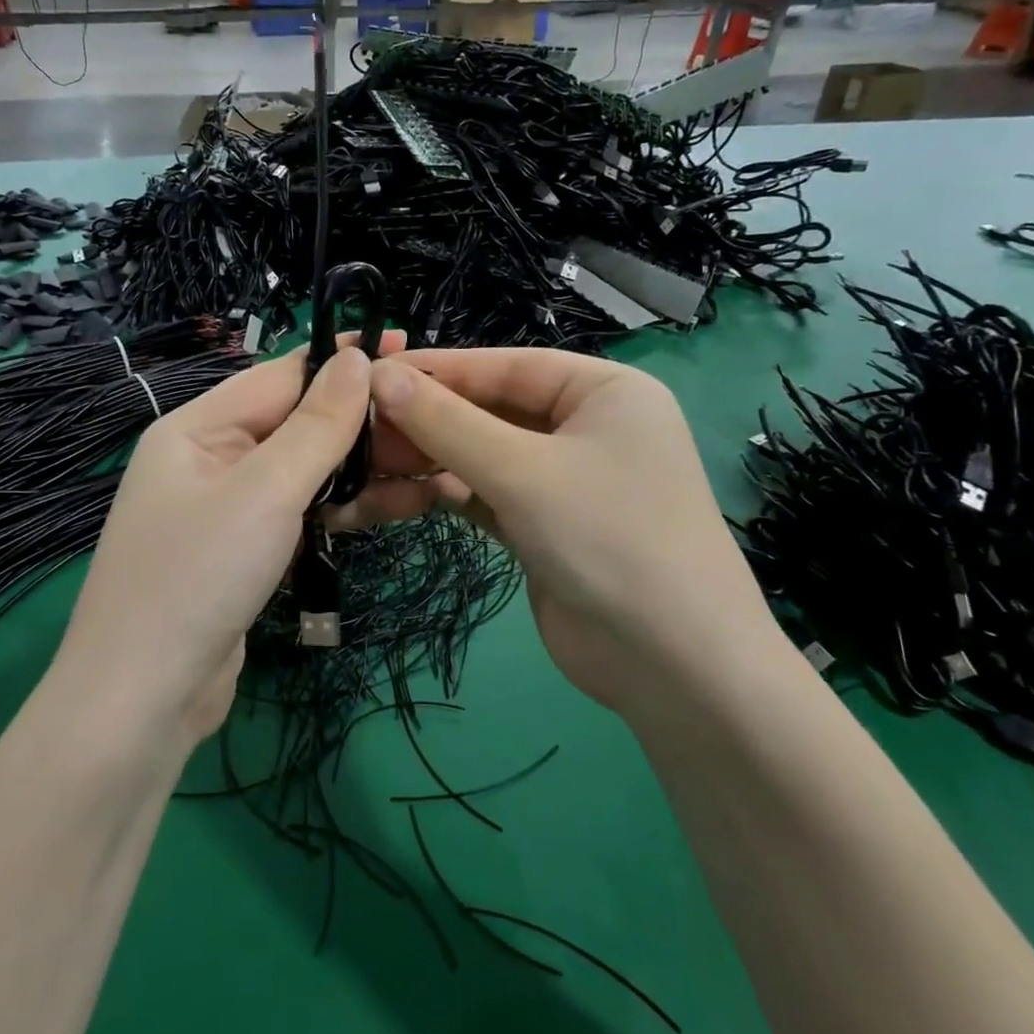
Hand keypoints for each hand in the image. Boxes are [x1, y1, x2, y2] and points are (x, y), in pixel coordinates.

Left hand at [56, 332, 404, 746]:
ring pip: (307, 472)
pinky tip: (398, 504)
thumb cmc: (198, 577)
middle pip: (297, 424)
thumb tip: (354, 359)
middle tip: (435, 418)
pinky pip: (303, 513)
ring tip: (435, 464)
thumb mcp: (264, 491)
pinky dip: (345, 507)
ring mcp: (229, 509)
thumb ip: (316, 425)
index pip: (281, 376)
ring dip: (364, 468)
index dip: (343, 360)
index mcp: (197, 428)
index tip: (406, 347)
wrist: (144, 701)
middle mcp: (210, 460)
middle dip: (364, 421)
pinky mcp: (247, 553)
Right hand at [339, 348, 777, 716]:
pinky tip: (398, 496)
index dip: (437, 369)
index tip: (369, 372)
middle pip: (491, 410)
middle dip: (428, 420)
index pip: (505, 366)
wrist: (675, 667)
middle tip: (359, 427)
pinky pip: (486, 495)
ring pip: (483, 455)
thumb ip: (448, 423)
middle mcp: (586, 428)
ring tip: (368, 463)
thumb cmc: (609, 540)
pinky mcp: (543, 526)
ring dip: (430, 460)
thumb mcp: (522, 472)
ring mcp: (564, 480)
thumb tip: (379, 377)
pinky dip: (447, 494)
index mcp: (603, 391)